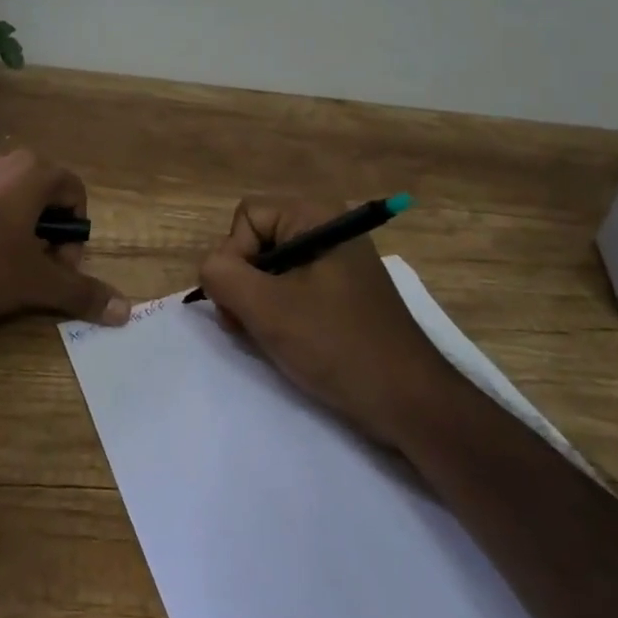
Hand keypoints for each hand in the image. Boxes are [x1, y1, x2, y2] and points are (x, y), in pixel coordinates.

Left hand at [0, 150, 130, 334]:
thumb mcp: (34, 284)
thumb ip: (82, 292)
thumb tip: (126, 311)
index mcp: (29, 172)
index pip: (74, 191)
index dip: (75, 232)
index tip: (59, 265)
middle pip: (41, 193)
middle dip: (47, 232)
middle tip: (33, 270)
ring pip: (7, 199)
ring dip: (16, 231)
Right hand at [197, 197, 451, 451]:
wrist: (406, 400)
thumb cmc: (336, 345)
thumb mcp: (267, 307)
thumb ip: (222, 275)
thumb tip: (210, 268)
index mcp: (317, 217)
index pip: (246, 216)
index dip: (234, 255)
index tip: (245, 299)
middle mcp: (328, 230)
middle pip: (256, 241)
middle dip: (243, 283)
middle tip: (250, 324)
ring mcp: (336, 263)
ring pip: (269, 270)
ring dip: (257, 303)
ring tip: (269, 338)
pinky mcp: (340, 294)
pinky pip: (291, 290)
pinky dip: (278, 314)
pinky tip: (286, 342)